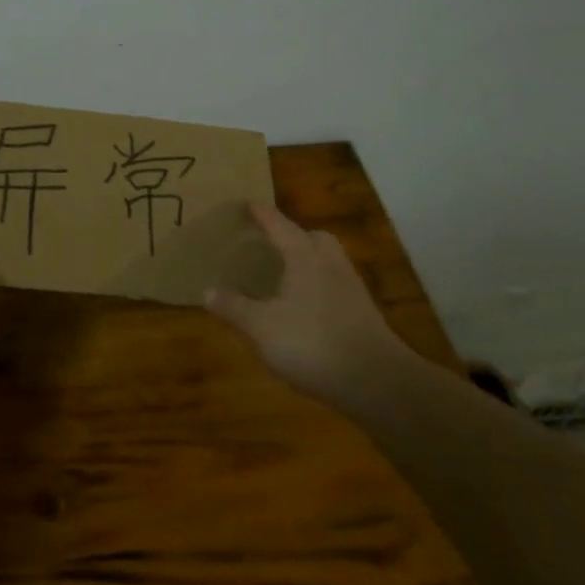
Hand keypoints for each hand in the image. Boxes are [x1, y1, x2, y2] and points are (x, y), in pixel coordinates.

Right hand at [205, 202, 406, 400]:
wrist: (377, 381)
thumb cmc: (312, 342)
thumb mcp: (261, 327)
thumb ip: (234, 307)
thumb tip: (207, 290)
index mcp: (304, 255)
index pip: (278, 225)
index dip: (261, 214)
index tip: (249, 203)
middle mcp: (330, 262)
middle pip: (313, 237)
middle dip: (293, 236)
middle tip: (271, 243)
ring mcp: (351, 287)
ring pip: (326, 261)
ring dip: (306, 261)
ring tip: (284, 274)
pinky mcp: (362, 312)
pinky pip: (333, 285)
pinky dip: (316, 286)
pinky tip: (303, 307)